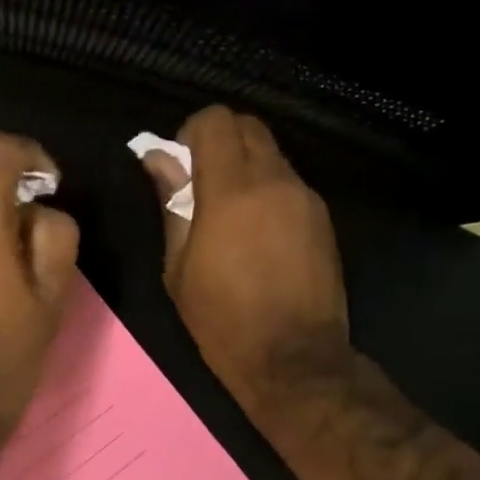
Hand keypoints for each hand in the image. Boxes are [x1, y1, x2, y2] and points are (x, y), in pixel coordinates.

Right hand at [143, 107, 352, 435]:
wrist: (293, 358)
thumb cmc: (222, 320)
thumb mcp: (179, 268)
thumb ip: (171, 205)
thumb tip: (157, 160)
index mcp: (231, 191)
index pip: (216, 122)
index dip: (190, 133)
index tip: (179, 165)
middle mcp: (274, 181)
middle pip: (248, 126)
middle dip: (220, 141)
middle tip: (200, 183)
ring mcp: (305, 197)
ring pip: (272, 154)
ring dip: (245, 167)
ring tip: (229, 213)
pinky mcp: (323, 218)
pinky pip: (289, 183)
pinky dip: (268, 190)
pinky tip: (258, 233)